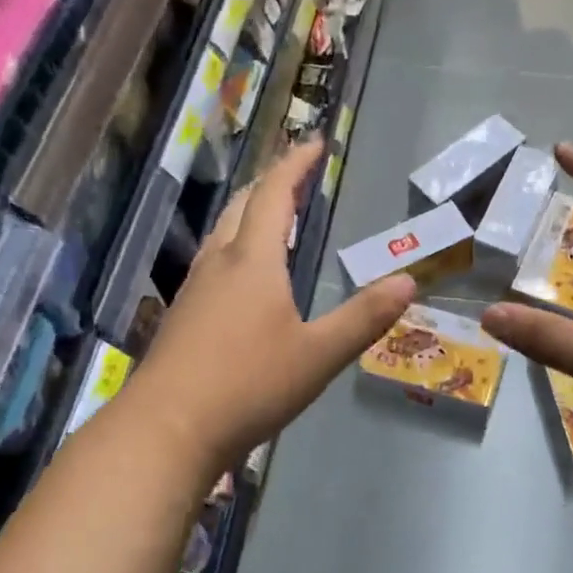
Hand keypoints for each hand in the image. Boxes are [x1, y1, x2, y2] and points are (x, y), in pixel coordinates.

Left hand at [129, 137, 415, 474]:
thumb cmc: (247, 385)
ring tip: (272, 219)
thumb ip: (363, 317)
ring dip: (248, 215)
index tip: (315, 143)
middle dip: (271, 184)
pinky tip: (241, 278)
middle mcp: (219, 264)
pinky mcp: (181, 317)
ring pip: (222, 234)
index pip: (274, 195)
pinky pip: (212, 263)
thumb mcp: (318, 355)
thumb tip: (407, 281)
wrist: (166, 429)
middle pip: (242, 207)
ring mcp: (194, 290)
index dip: (295, 165)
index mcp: (253, 261)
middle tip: (296, 177)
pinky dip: (235, 248)